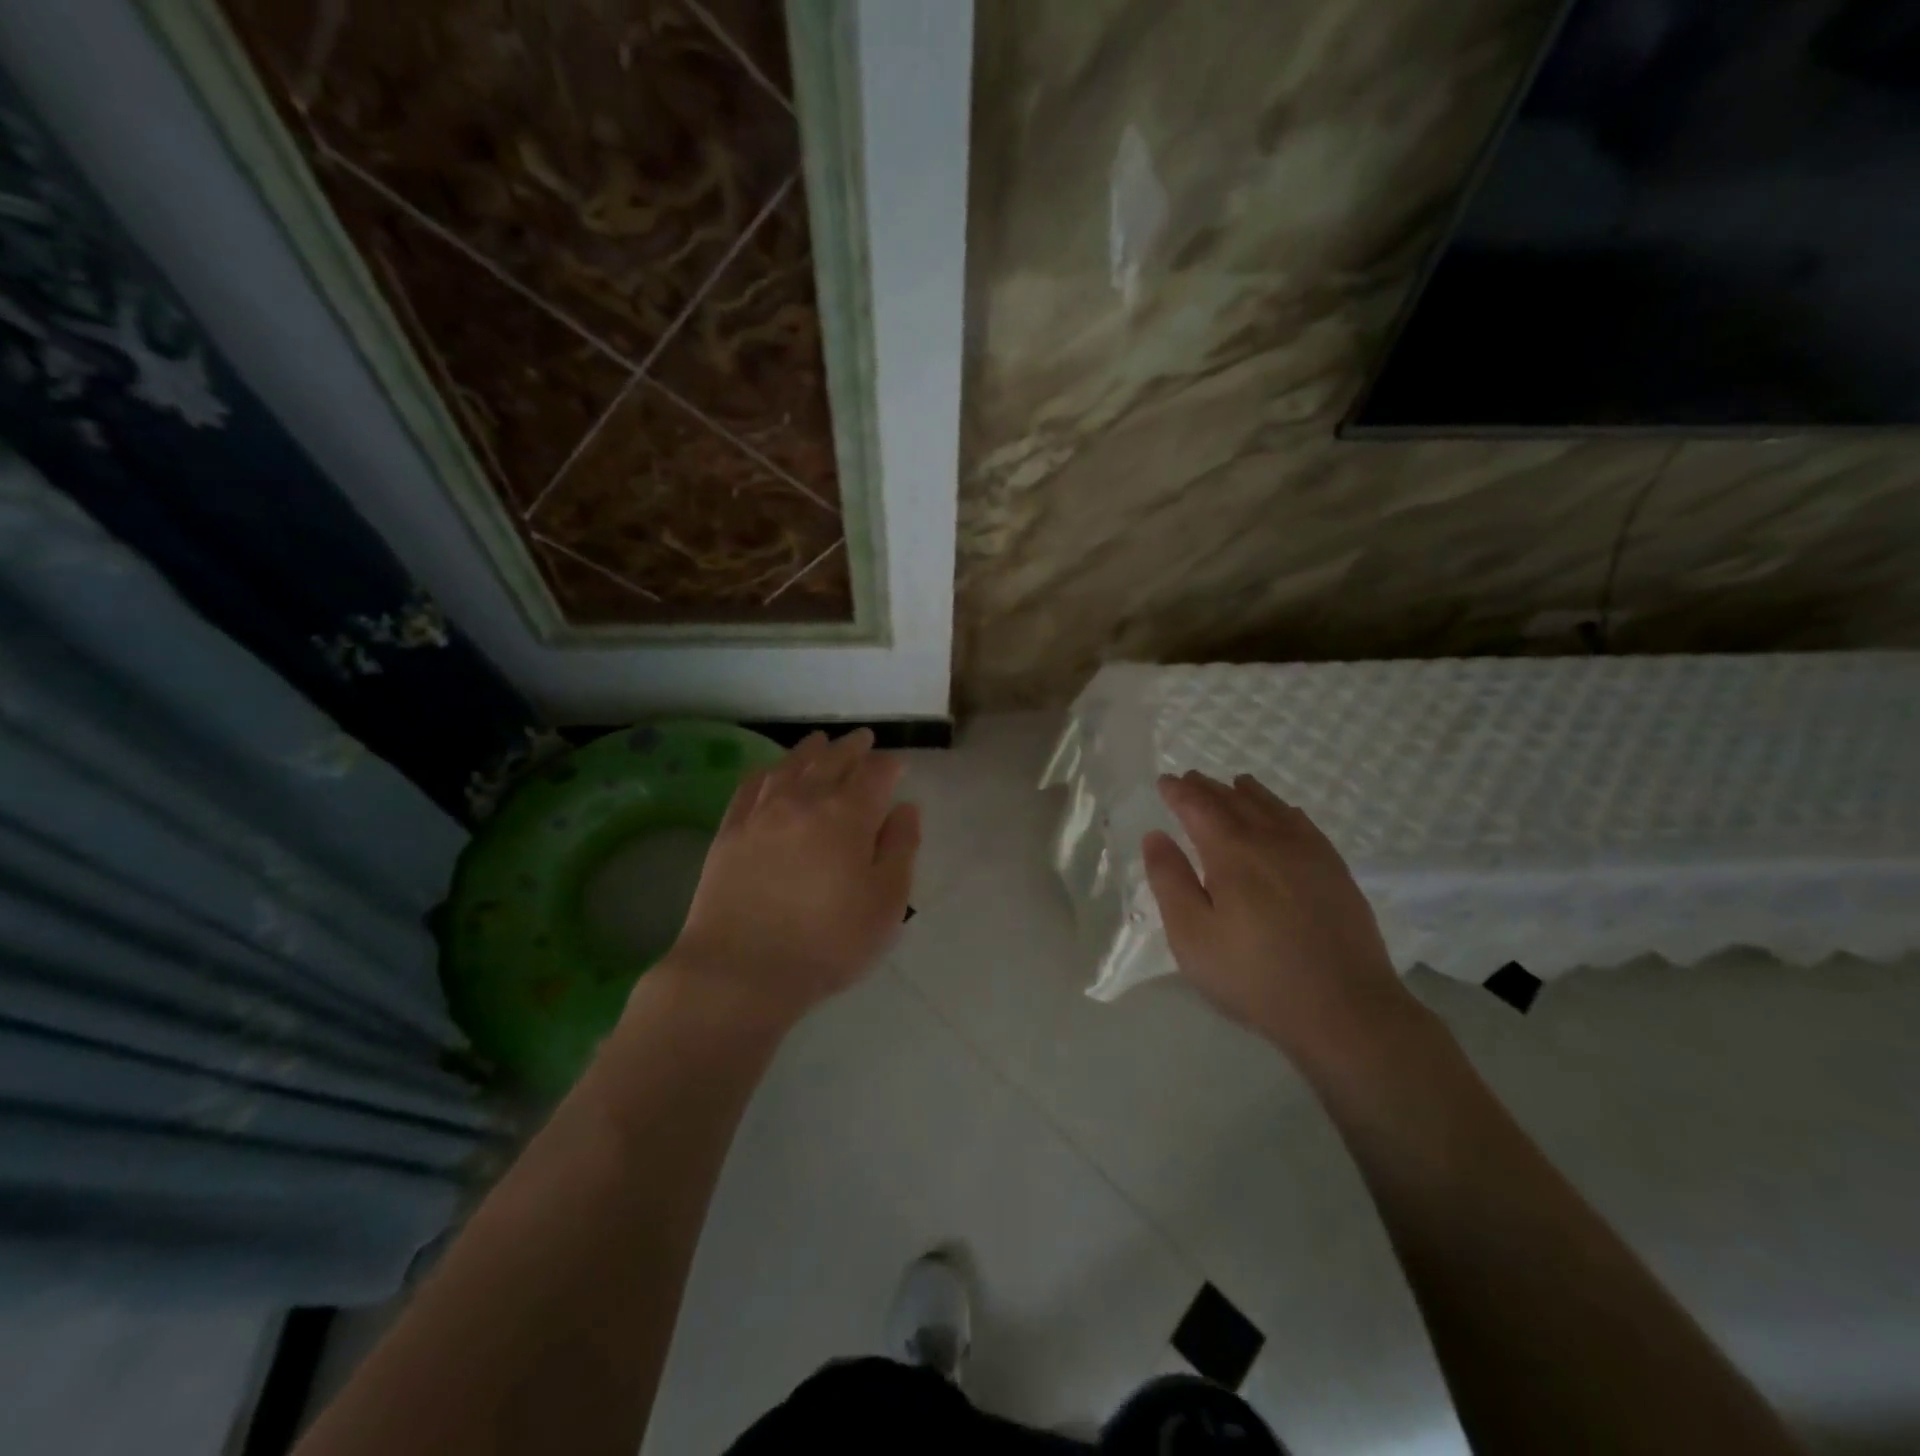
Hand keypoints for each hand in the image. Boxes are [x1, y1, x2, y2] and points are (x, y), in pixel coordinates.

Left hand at [656, 729, 918, 1032]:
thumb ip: (901, 849)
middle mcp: (804, 801)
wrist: (740, 971)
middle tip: (863, 739)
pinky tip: (771, 771)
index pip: (875, 774)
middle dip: (852, 748)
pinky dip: (767, 771)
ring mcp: (761, 813)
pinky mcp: (729, 831)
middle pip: (832, 760)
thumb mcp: (885, 904)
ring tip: (820, 742)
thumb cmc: (826, 944)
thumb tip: (905, 808)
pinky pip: (750, 786)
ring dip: (810, 750)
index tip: (899, 767)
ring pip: (790, 766)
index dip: (890, 766)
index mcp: (848, 816)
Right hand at [1142, 771, 1414, 1066]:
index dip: (1179, 792)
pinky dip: (1284, 810)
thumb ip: (1170, 881)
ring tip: (1234, 784)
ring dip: (1247, 793)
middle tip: (1191, 779)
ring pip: (1273, 808)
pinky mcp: (1336, 872)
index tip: (1165, 781)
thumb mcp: (1192, 936)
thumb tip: (1155, 836)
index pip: (1199, 807)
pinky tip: (1284, 814)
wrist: (1345, 1010)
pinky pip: (1304, 824)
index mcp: (1232, 853)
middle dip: (1208, 788)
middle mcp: (1271, 841)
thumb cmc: (1254, 976)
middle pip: (1235, 801)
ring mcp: (1310, 854)